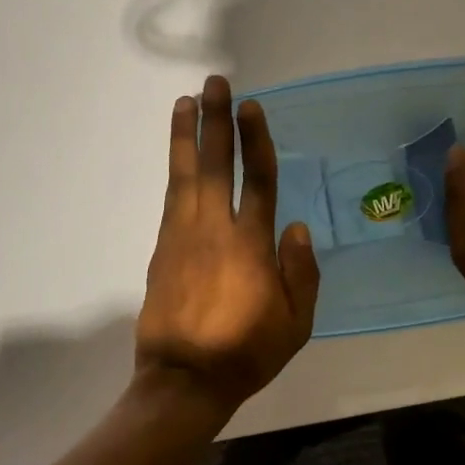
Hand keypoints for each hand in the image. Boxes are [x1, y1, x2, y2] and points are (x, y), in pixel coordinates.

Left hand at [135, 75, 320, 420]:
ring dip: (186, 134)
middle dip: (216, 120)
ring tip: (185, 100)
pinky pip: (171, 196)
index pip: (259, 180)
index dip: (256, 140)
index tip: (252, 107)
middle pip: (217, 163)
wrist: (183, 380)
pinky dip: (175, 167)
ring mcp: (184, 235)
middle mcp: (215, 229)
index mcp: (251, 245)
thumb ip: (301, 274)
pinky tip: (178, 152)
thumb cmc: (245, 352)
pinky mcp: (162, 246)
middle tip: (215, 83)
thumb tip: (297, 226)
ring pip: (186, 173)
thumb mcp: (295, 324)